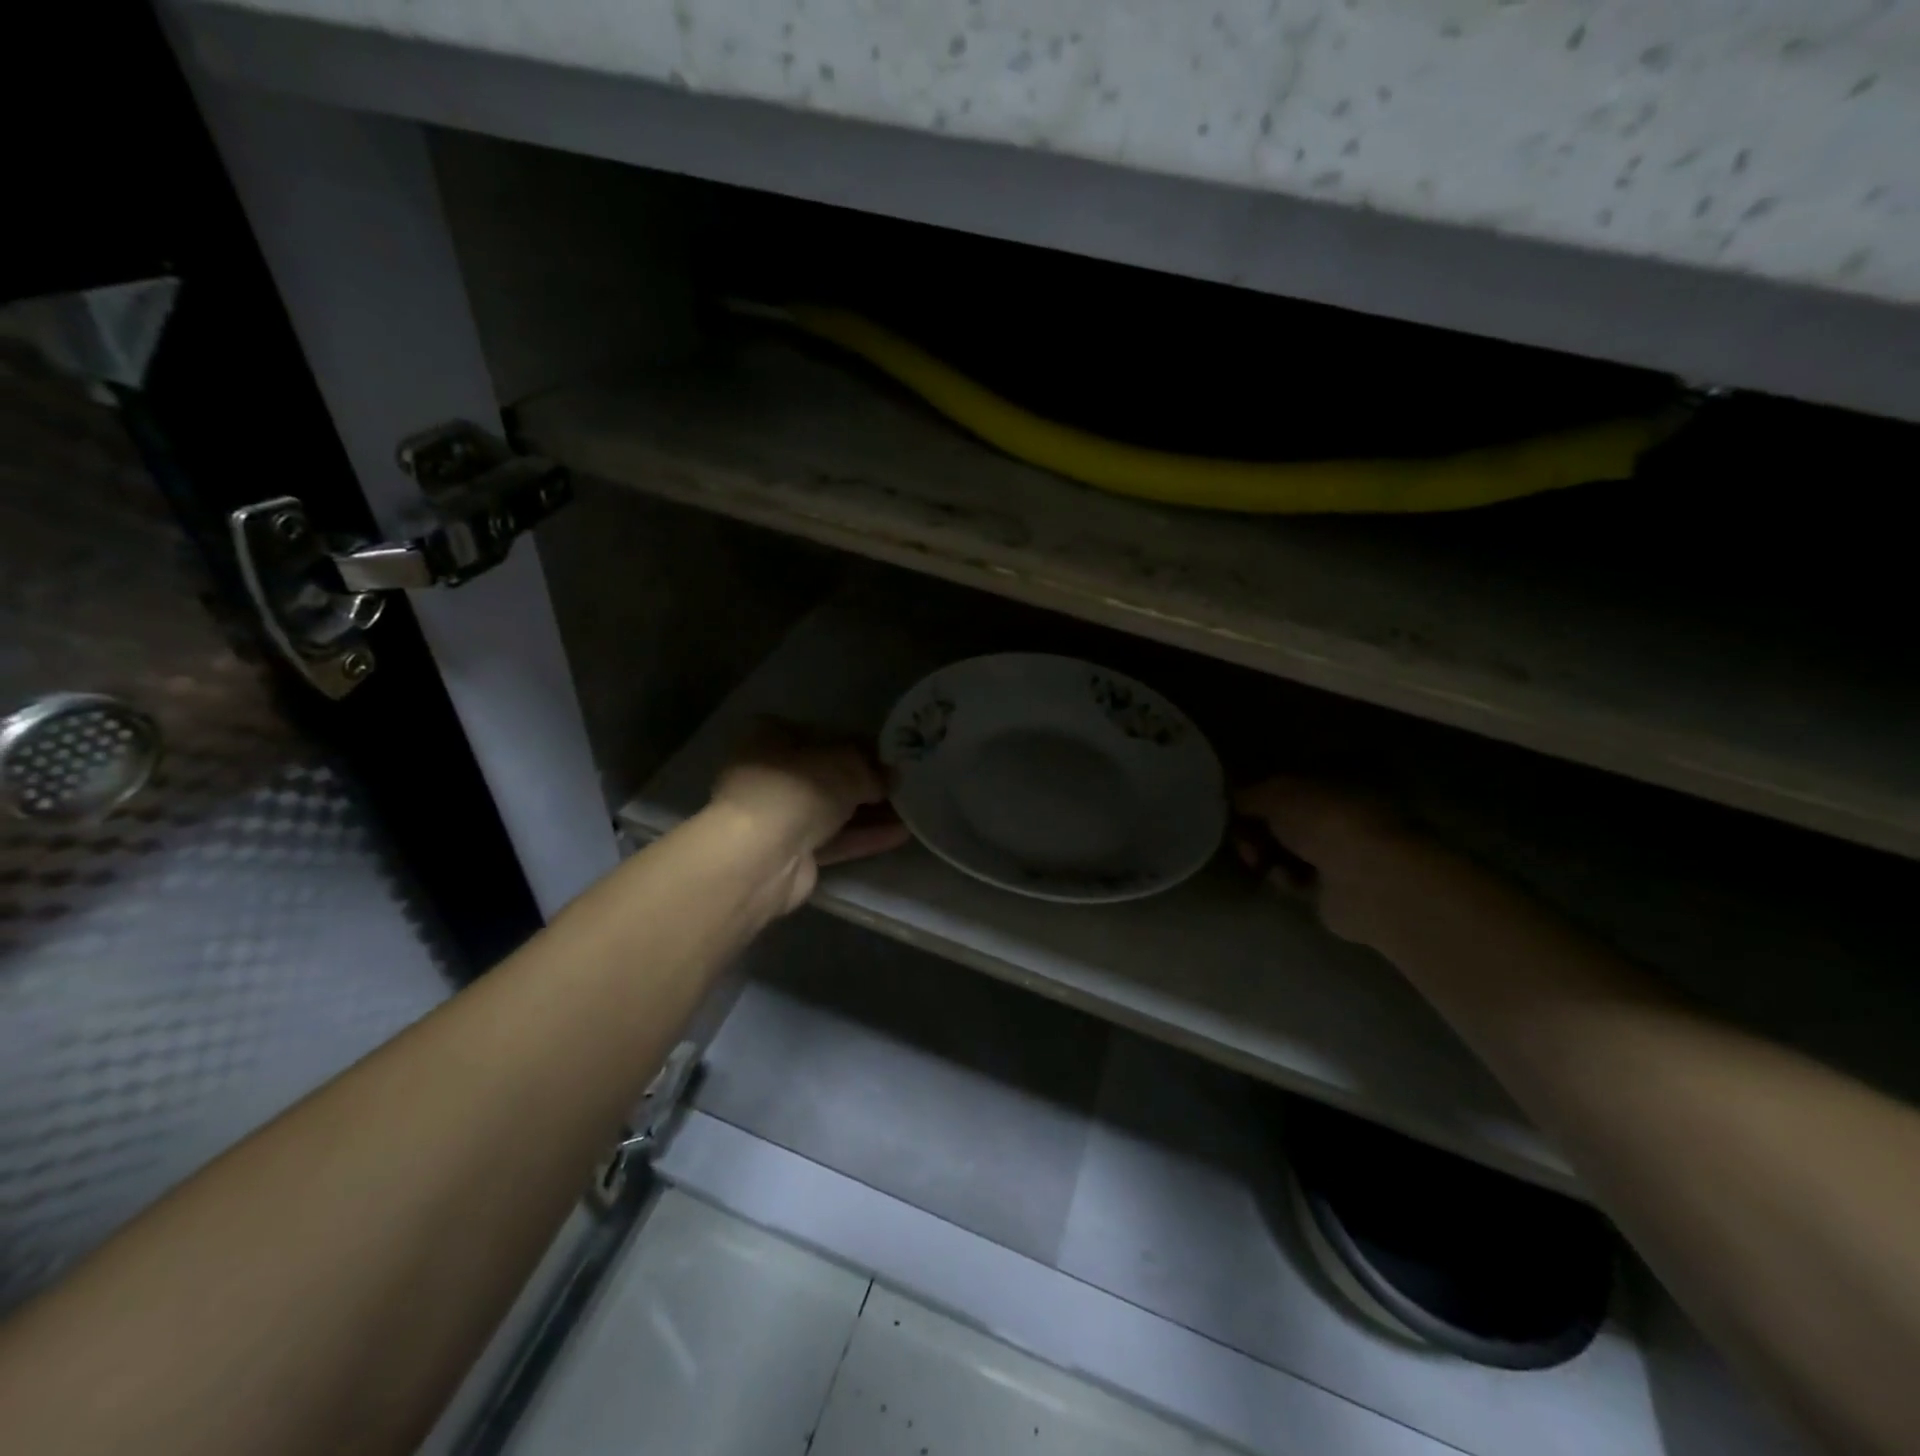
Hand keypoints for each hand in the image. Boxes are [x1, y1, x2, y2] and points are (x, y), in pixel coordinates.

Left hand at [709, 719, 910, 913]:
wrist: (762, 857)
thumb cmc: (798, 788)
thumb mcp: (848, 765)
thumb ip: (873, 768)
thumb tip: (893, 776)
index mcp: (770, 737)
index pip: (819, 733)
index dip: (855, 742)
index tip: (888, 753)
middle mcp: (769, 773)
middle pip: (826, 774)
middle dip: (866, 781)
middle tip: (904, 783)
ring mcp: (778, 817)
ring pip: (832, 810)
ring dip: (870, 811)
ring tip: (913, 809)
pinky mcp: (791, 854)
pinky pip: (835, 840)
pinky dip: (865, 836)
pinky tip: (901, 834)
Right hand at [1232, 776, 1411, 946]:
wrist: (1368, 879)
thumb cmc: (1324, 821)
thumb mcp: (1275, 794)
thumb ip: (1248, 795)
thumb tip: (1231, 799)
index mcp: (1337, 780)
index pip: (1288, 785)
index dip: (1258, 796)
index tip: (1235, 809)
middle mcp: (1342, 814)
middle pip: (1285, 820)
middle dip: (1257, 829)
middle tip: (1243, 841)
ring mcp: (1343, 853)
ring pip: (1288, 850)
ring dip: (1266, 854)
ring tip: (1257, 861)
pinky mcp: (1337, 888)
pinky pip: (1298, 879)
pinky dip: (1285, 878)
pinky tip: (1284, 878)